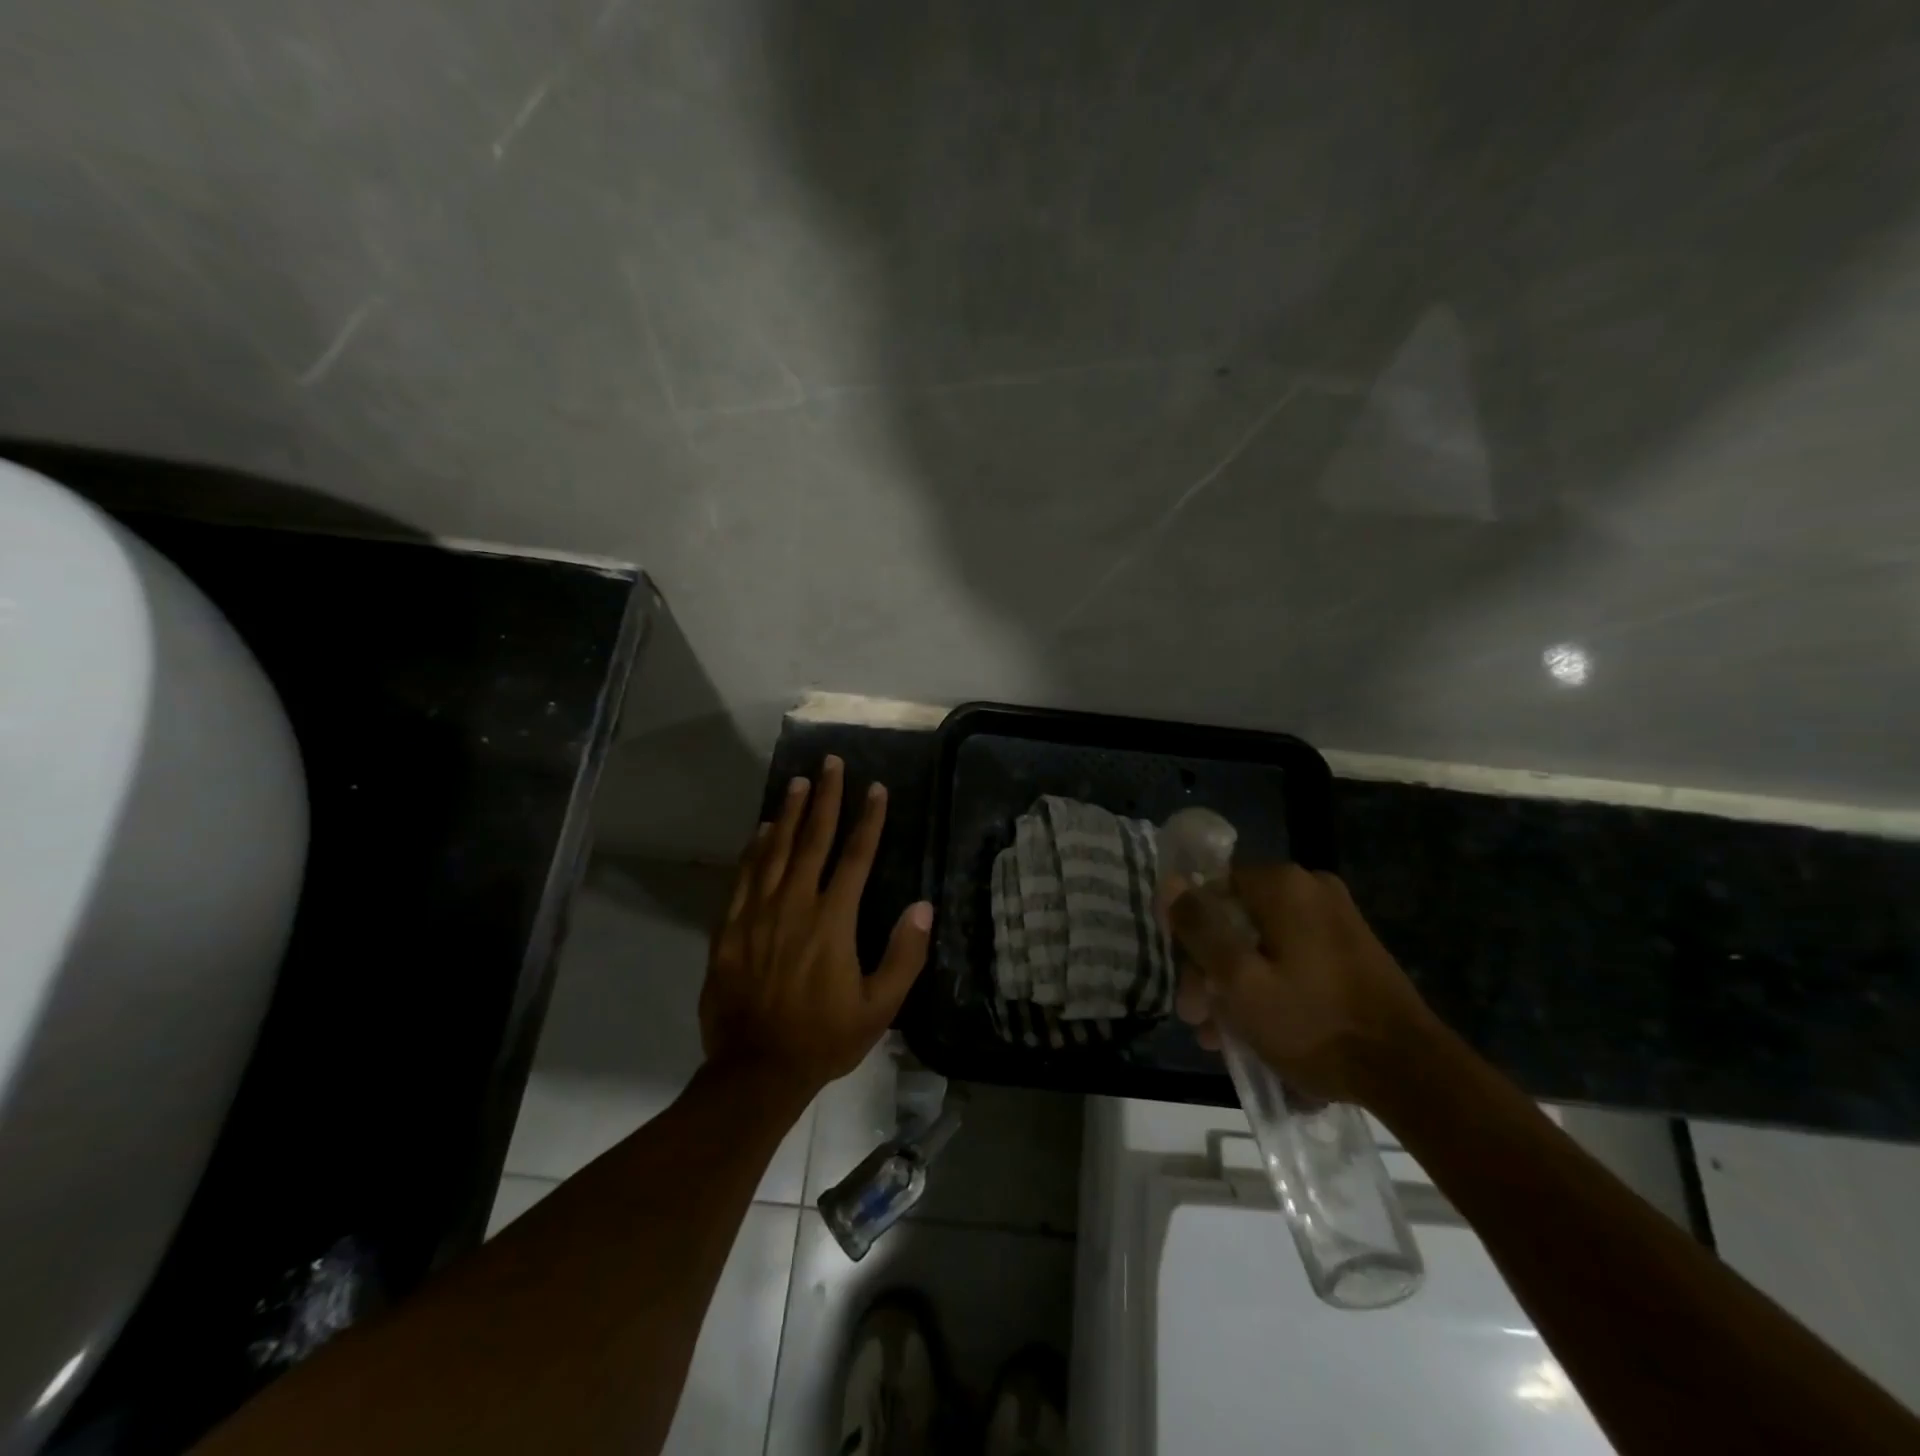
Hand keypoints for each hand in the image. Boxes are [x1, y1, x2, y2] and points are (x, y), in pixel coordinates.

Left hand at [700, 755, 931, 1101]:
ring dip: (788, 813)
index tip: (876, 788)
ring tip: (798, 782)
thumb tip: (923, 907)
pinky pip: (744, 877)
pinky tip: (761, 830)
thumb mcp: (879, 1008)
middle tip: (830, 763)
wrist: (755, 1070)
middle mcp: (794, 906)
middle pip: (812, 840)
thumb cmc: (824, 1038)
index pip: (855, 857)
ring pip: (775, 851)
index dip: (868, 820)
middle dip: (824, 798)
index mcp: (833, 921)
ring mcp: (757, 914)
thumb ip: (904, 956)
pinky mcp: (729, 929)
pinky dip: (755, 849)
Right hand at [1166, 864, 1435, 1104]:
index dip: (1188, 933)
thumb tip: (1169, 883)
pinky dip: (1270, 985)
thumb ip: (1199, 929)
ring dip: (1237, 985)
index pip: (1211, 889)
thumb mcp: (1239, 980)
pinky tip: (1259, 1030)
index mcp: (1282, 885)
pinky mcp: (1351, 950)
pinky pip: (1292, 957)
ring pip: (1262, 943)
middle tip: (1200, 1020)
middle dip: (1211, 970)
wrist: (1411, 1073)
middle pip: (1236, 920)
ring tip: (1225, 1038)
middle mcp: (1310, 889)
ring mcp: (1336, 919)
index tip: (1185, 981)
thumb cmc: (1314, 1022)